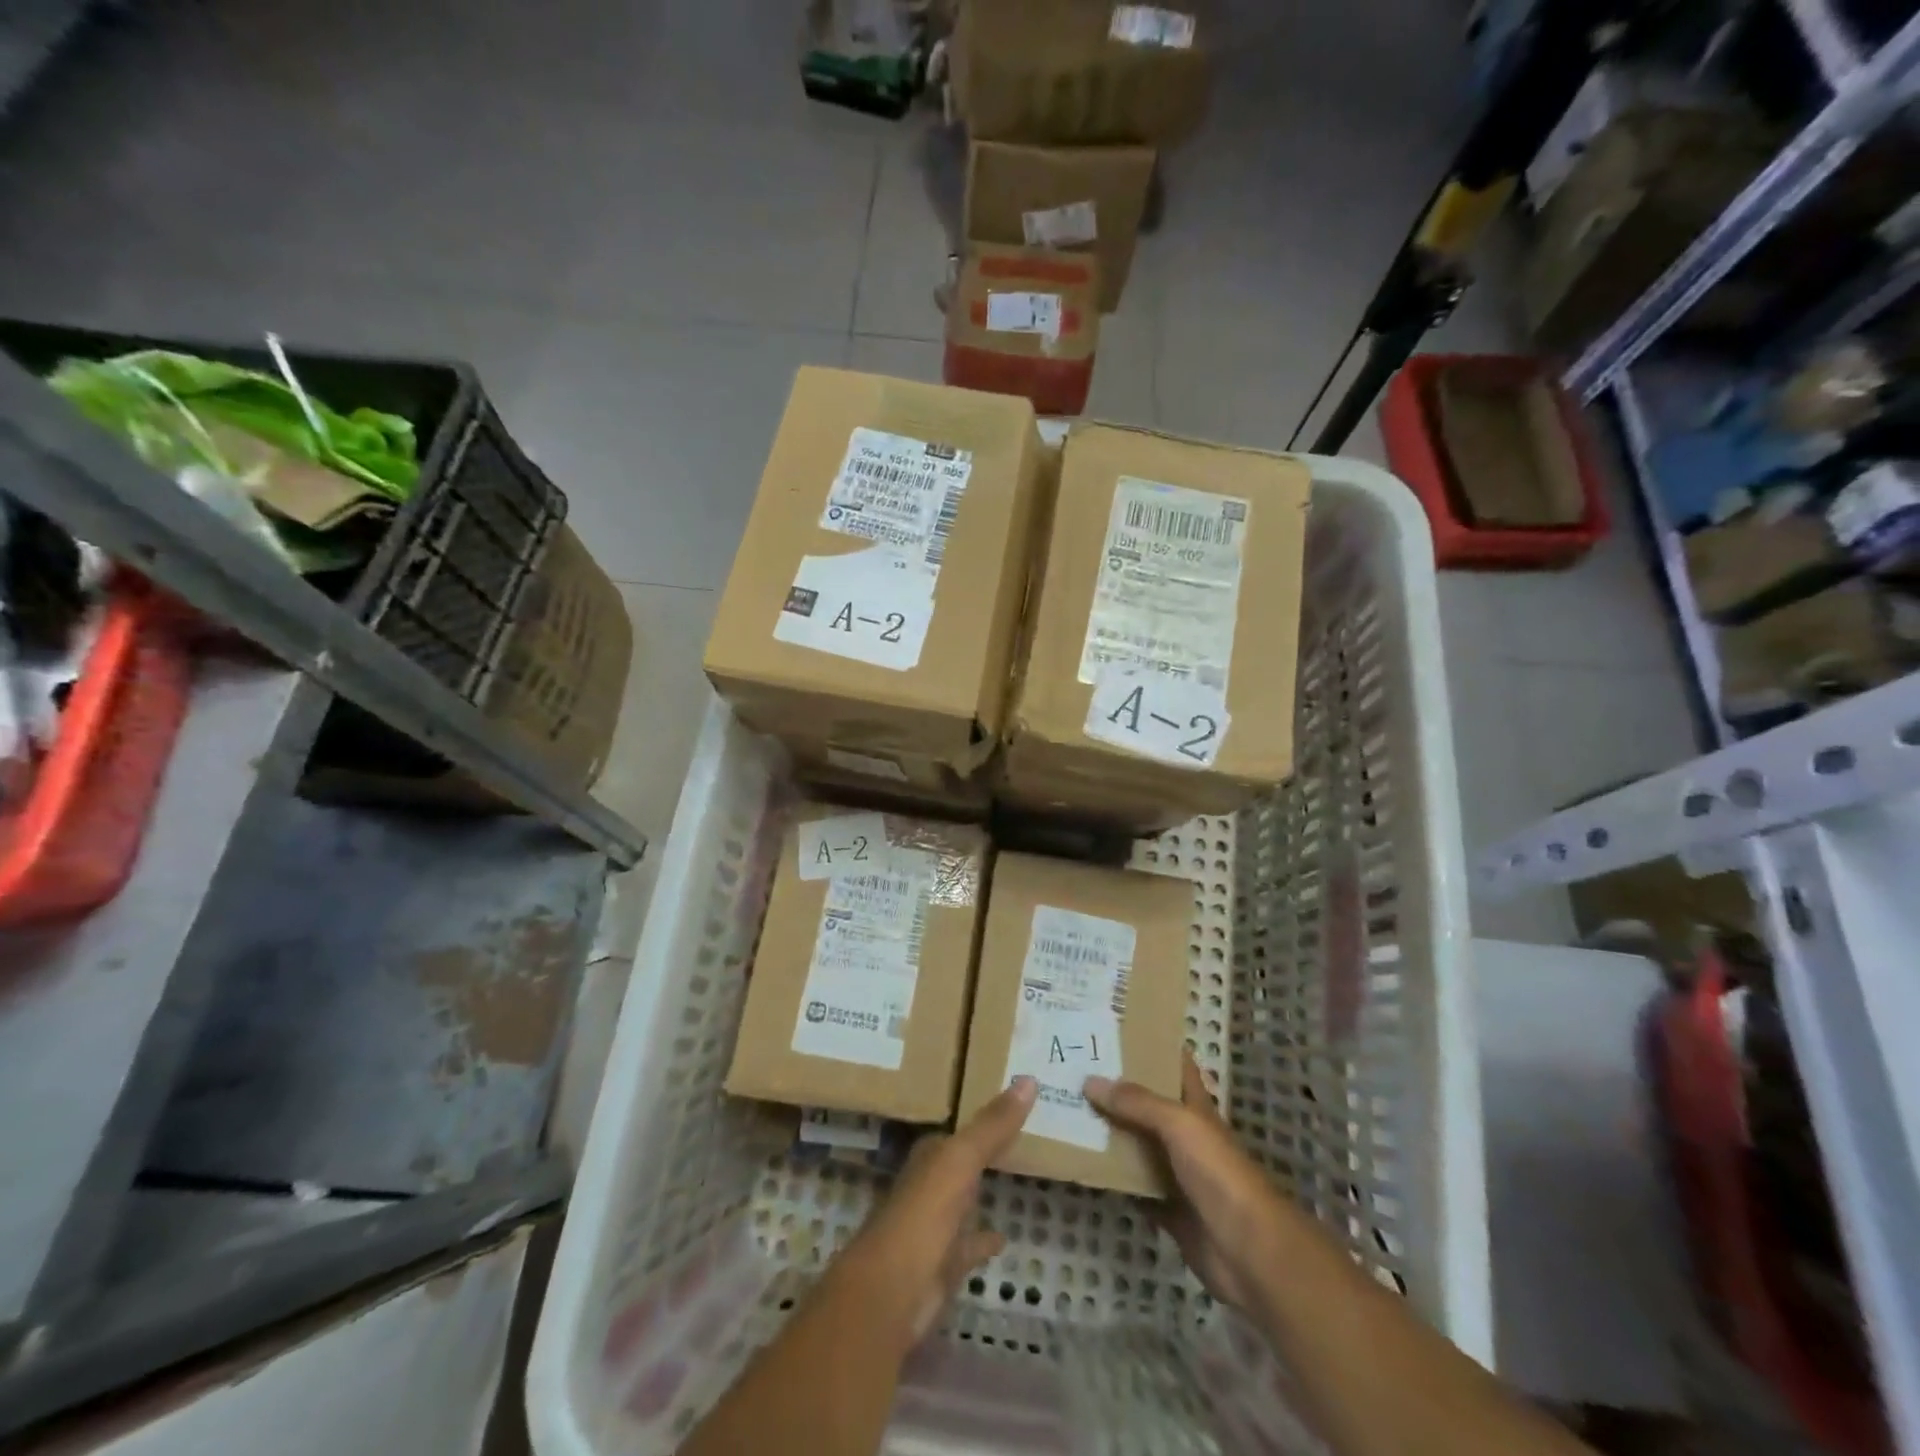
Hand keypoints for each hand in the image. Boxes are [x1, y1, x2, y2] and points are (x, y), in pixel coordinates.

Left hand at [839, 1077, 1037, 1343]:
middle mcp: (929, 1185)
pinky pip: (970, 1246)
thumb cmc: (924, 1213)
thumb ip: (993, 1124)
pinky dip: (984, 1240)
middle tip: (1022, 1134)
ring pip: (964, 1201)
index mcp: (929, 1156)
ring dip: (982, 1191)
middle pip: (960, 1163)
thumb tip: (1029, 1078)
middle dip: (983, 1151)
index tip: (1011, 1103)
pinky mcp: (944, 1265)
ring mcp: (935, 1226)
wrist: (893, 1292)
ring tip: (1018, 1177)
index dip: (981, 1118)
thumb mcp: (961, 1159)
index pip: (957, 1130)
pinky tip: (1004, 1237)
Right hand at [1085, 1053, 1286, 1311]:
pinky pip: (1131, 1186)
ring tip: (1067, 1109)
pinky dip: (1110, 1177)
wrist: (1248, 1251)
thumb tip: (1090, 1081)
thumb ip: (1137, 1102)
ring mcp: (1176, 1173)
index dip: (1150, 1044)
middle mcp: (1184, 1135)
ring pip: (1135, 1144)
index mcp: (1194, 1107)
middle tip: (1074, 1068)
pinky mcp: (1166, 1208)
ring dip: (1108, 1131)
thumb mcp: (1179, 1125)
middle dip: (1115, 1088)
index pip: (1174, 1065)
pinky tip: (1081, 1164)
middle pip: (1146, 1104)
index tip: (1114, 1029)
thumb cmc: (1219, 1174)